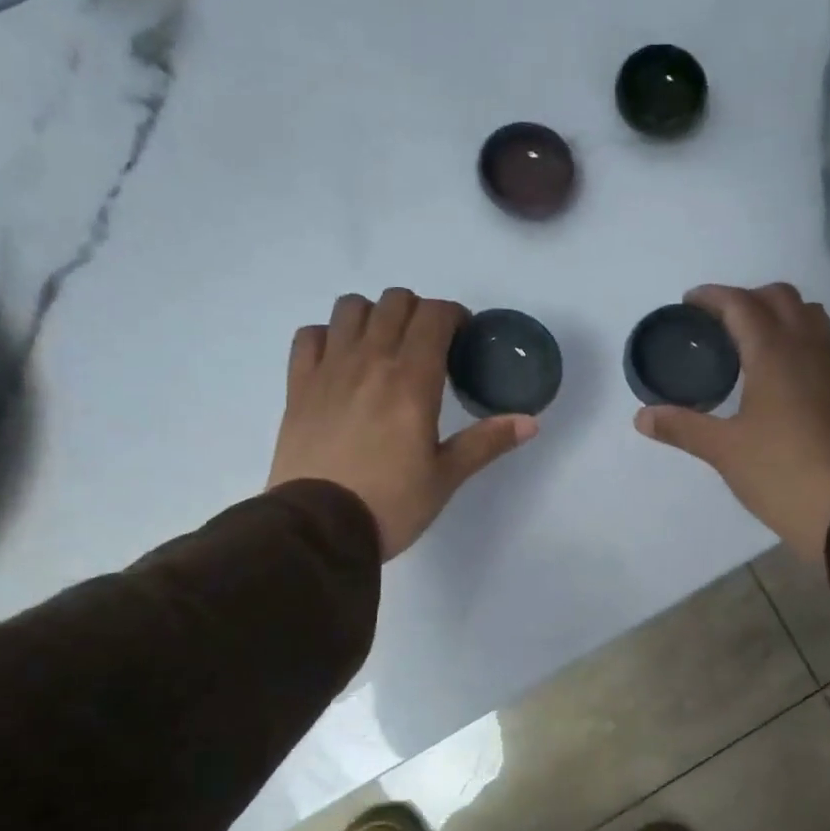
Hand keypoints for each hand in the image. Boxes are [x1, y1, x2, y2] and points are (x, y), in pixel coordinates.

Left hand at [268, 290, 535, 559]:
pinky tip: (341, 360)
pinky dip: (330, 336)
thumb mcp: (447, 476)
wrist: (319, 528)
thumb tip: (531, 422)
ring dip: (374, 316)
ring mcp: (328, 369)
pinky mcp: (298, 386)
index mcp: (412, 379)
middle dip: (419, 312)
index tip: (463, 339)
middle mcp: (370, 360)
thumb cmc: (391, 503)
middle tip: (429, 345)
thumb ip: (487, 441)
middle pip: (395, 302)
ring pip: (350, 308)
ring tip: (385, 346)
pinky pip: (310, 335)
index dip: (454, 316)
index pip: (435, 316)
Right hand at [635, 283, 829, 564]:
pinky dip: (797, 339)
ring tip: (750, 340)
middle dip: (746, 298)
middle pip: (780, 298)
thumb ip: (681, 427)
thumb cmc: (779, 472)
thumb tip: (642, 416)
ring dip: (779, 314)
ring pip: (809, 316)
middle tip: (717, 322)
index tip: (689, 303)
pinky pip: (822, 344)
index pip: (742, 304)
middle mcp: (808, 349)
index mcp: (774, 353)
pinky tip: (779, 374)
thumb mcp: (723, 450)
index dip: (712, 297)